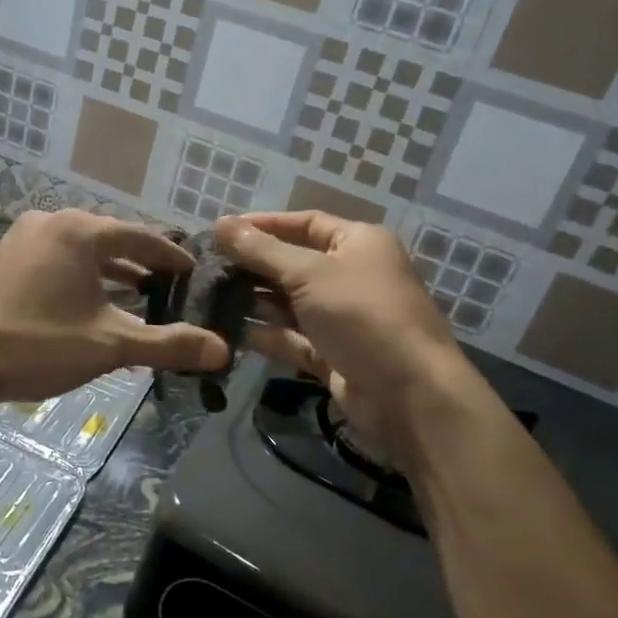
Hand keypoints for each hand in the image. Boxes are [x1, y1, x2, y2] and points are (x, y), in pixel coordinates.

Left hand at [0, 209, 227, 405]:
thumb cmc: (35, 344)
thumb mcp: (108, 345)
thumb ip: (167, 344)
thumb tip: (222, 349)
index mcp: (81, 230)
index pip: (142, 238)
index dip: (173, 257)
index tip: (195, 274)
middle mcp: (52, 222)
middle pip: (111, 239)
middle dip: (142, 265)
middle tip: (172, 289)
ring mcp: (23, 239)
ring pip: (82, 251)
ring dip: (111, 273)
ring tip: (139, 297)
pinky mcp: (5, 259)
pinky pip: (57, 261)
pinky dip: (81, 278)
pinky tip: (90, 306)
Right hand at [216, 211, 467, 451]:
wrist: (409, 394)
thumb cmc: (362, 315)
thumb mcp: (309, 273)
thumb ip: (262, 250)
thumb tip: (221, 223)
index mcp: (358, 244)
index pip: (305, 223)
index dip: (264, 224)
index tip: (223, 231)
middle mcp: (352, 275)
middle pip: (294, 263)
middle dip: (254, 265)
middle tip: (208, 267)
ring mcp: (343, 318)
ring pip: (291, 303)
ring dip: (256, 301)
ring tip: (210, 297)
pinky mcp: (334, 355)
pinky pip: (294, 338)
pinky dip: (268, 334)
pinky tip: (232, 331)